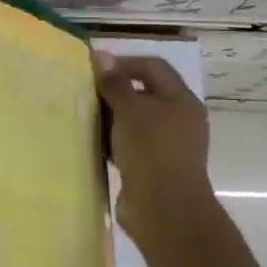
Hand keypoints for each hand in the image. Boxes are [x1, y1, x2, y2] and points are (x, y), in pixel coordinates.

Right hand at [94, 51, 263, 266]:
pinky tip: (93, 142)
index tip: (95, 70)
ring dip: (112, 117)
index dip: (124, 63)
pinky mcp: (154, 167)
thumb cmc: (151, 151)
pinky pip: (131, 145)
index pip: (153, 67)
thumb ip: (114, 83)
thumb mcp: (130, 110)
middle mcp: (179, 119)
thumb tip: (101, 55)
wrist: (164, 211)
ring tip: (85, 115)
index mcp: (181, 100)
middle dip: (115, 91)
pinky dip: (114, 140)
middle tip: (86, 92)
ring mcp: (168, 145)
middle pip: (144, 93)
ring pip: (135, 121)